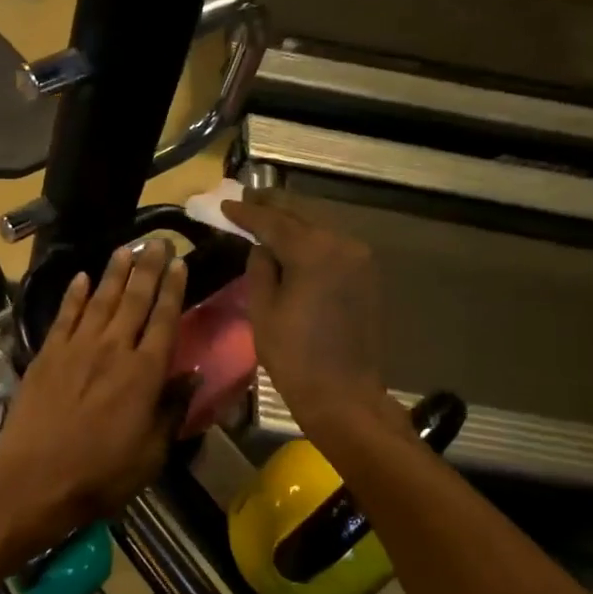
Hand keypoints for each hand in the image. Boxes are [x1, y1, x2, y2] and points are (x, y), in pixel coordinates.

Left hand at [0, 240, 191, 548]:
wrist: (35, 480)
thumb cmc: (101, 474)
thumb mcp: (151, 453)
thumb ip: (172, 410)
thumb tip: (191, 376)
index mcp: (144, 373)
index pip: (165, 319)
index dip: (174, 289)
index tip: (181, 263)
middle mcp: (113, 350)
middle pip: (134, 300)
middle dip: (149, 268)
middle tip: (158, 241)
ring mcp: (76, 349)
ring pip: (100, 300)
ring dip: (114, 272)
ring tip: (127, 248)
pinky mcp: (47, 355)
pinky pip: (64, 316)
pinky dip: (73, 295)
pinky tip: (81, 277)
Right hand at [222, 200, 390, 437]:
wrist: (343, 393)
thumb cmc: (294, 356)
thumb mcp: (263, 311)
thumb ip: (261, 268)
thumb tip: (262, 247)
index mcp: (314, 252)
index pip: (274, 221)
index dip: (247, 212)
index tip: (225, 204)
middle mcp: (343, 244)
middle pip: (302, 215)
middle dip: (273, 206)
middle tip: (246, 200)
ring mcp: (360, 258)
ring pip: (320, 226)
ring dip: (293, 220)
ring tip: (266, 216)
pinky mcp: (366, 275)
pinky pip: (333, 244)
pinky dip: (311, 238)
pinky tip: (293, 241)